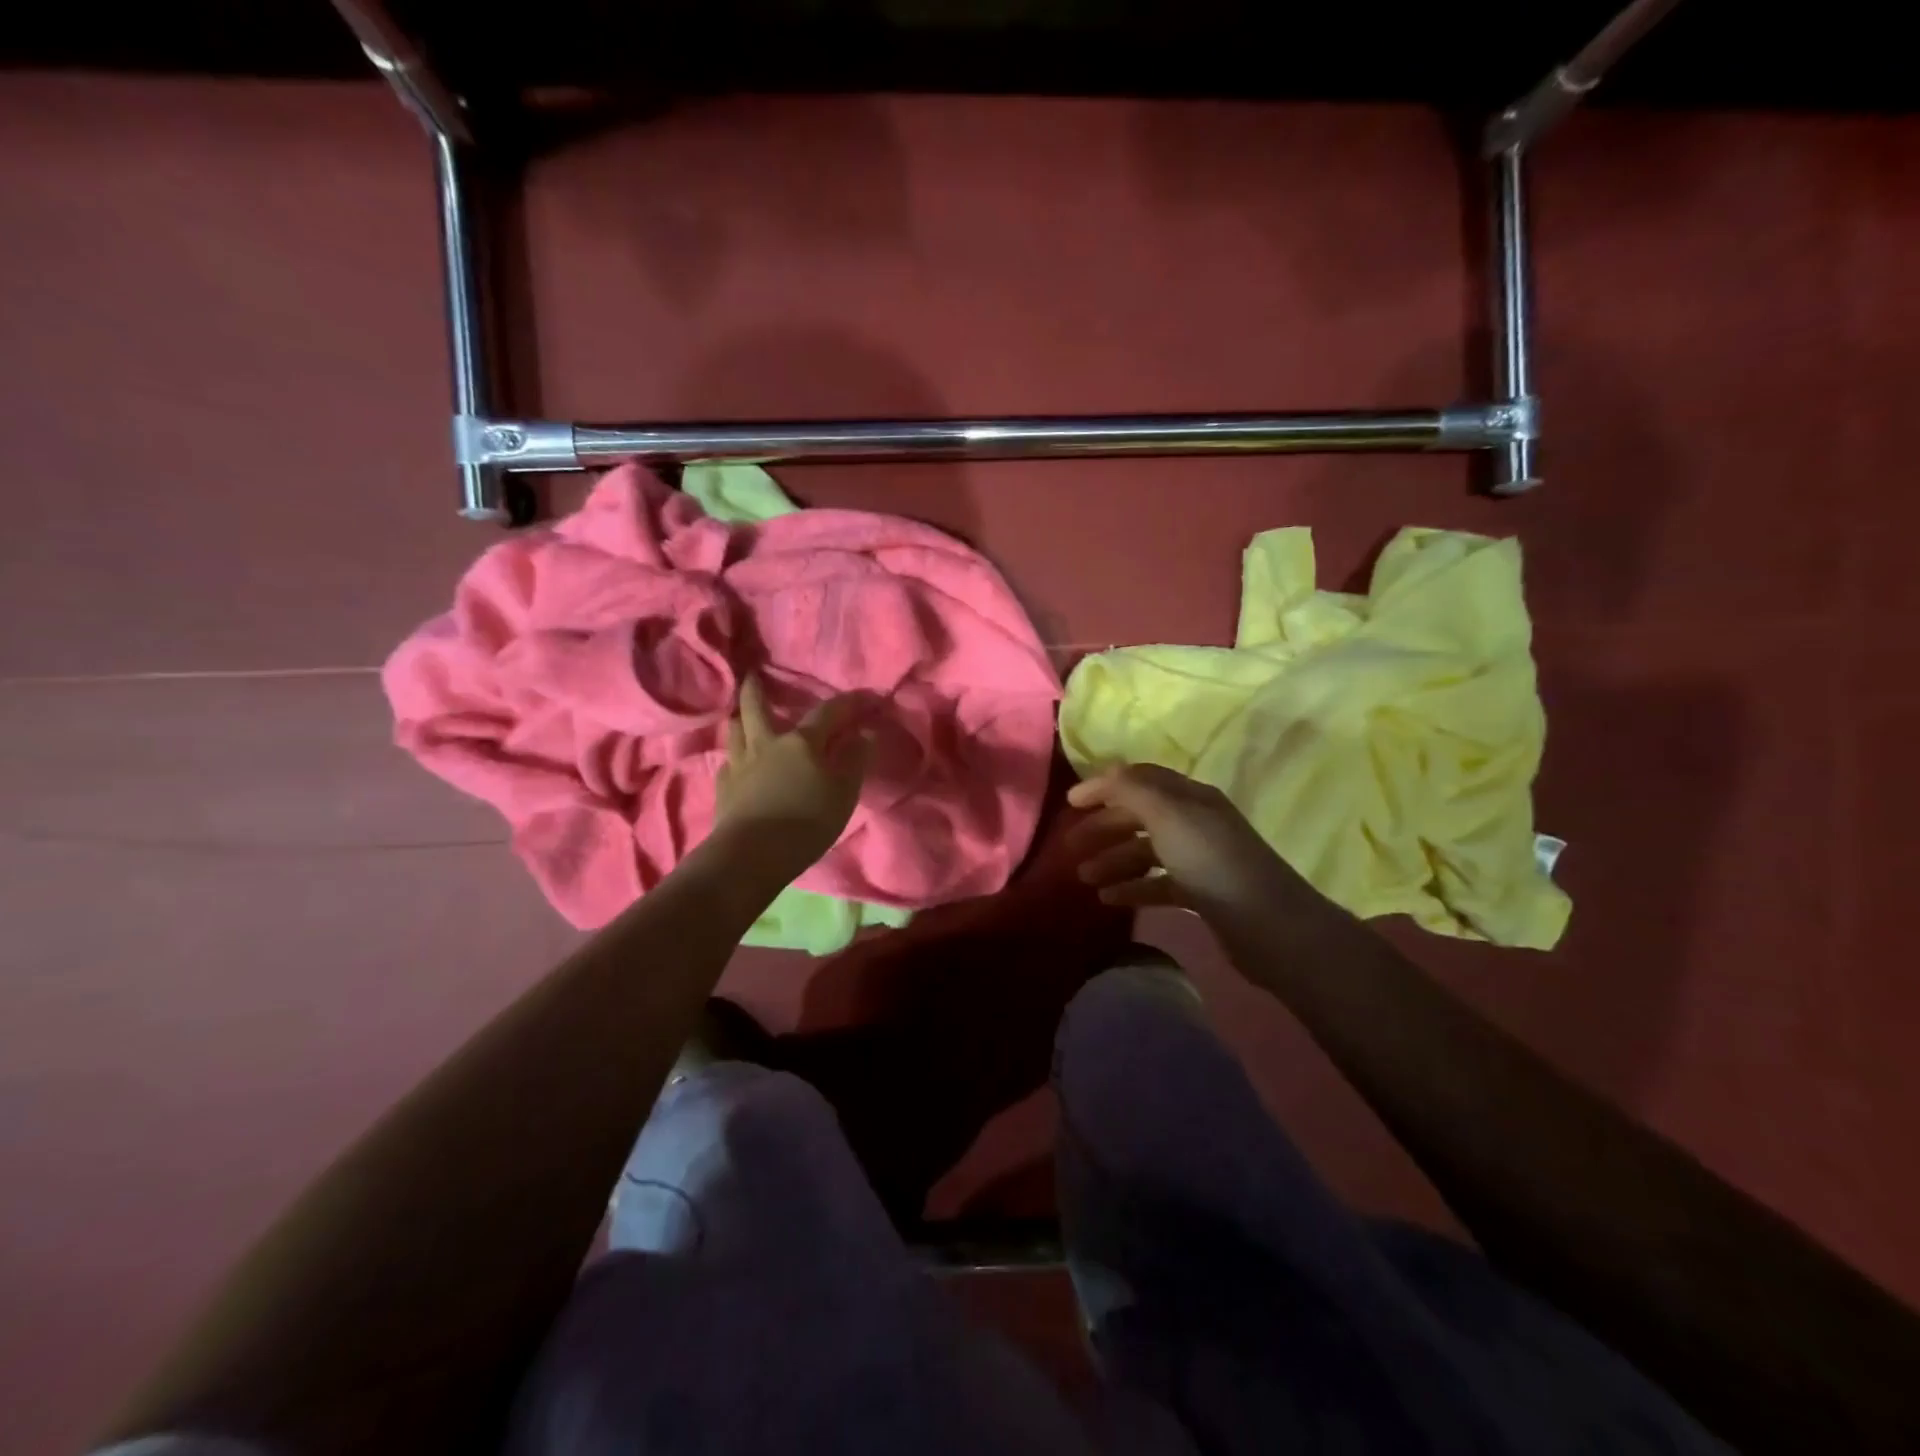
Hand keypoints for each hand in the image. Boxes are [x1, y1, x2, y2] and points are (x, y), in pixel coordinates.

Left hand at [715, 676, 873, 868]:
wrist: (752, 855)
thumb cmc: (807, 822)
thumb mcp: (844, 793)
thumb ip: (855, 760)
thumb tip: (863, 734)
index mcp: (802, 742)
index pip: (827, 712)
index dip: (847, 703)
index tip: (862, 696)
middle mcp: (767, 744)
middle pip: (757, 708)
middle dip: (757, 689)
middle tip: (753, 675)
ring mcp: (739, 765)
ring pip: (734, 731)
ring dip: (739, 718)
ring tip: (740, 715)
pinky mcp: (723, 789)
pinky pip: (727, 763)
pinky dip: (734, 757)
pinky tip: (736, 764)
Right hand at [1065, 763, 1318, 926]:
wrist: (1268, 925)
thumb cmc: (1212, 862)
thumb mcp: (1168, 816)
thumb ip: (1132, 791)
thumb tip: (1105, 775)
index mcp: (1190, 797)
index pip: (1140, 780)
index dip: (1104, 787)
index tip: (1070, 804)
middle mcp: (1195, 822)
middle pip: (1140, 816)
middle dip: (1104, 828)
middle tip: (1070, 847)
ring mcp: (1200, 859)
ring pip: (1146, 852)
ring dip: (1113, 861)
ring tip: (1084, 879)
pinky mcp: (1202, 893)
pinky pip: (1158, 884)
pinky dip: (1133, 888)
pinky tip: (1109, 900)